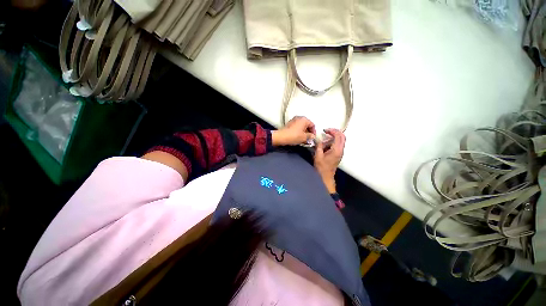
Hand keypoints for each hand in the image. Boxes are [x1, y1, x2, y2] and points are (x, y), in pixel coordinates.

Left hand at [272, 116, 315, 145]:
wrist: (281, 137)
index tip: (313, 137)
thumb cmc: (294, 136)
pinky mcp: (290, 124)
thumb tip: (312, 136)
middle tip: (309, 138)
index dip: (314, 132)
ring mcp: (294, 120)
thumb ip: (310, 136)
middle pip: (307, 125)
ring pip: (302, 126)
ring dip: (304, 132)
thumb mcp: (304, 137)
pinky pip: (297, 127)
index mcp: (304, 119)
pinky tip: (298, 137)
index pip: (312, 125)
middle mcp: (299, 118)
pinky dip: (299, 131)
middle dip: (309, 132)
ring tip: (304, 139)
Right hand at [314, 129, 345, 192]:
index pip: (338, 136)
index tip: (325, 130)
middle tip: (327, 131)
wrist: (325, 176)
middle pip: (342, 137)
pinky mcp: (338, 154)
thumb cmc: (322, 168)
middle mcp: (340, 150)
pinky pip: (337, 145)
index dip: (332, 131)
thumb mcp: (318, 155)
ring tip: (324, 141)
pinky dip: (332, 142)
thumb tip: (319, 139)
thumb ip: (319, 146)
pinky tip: (325, 145)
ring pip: (340, 140)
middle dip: (334, 132)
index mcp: (336, 150)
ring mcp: (340, 152)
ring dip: (332, 138)